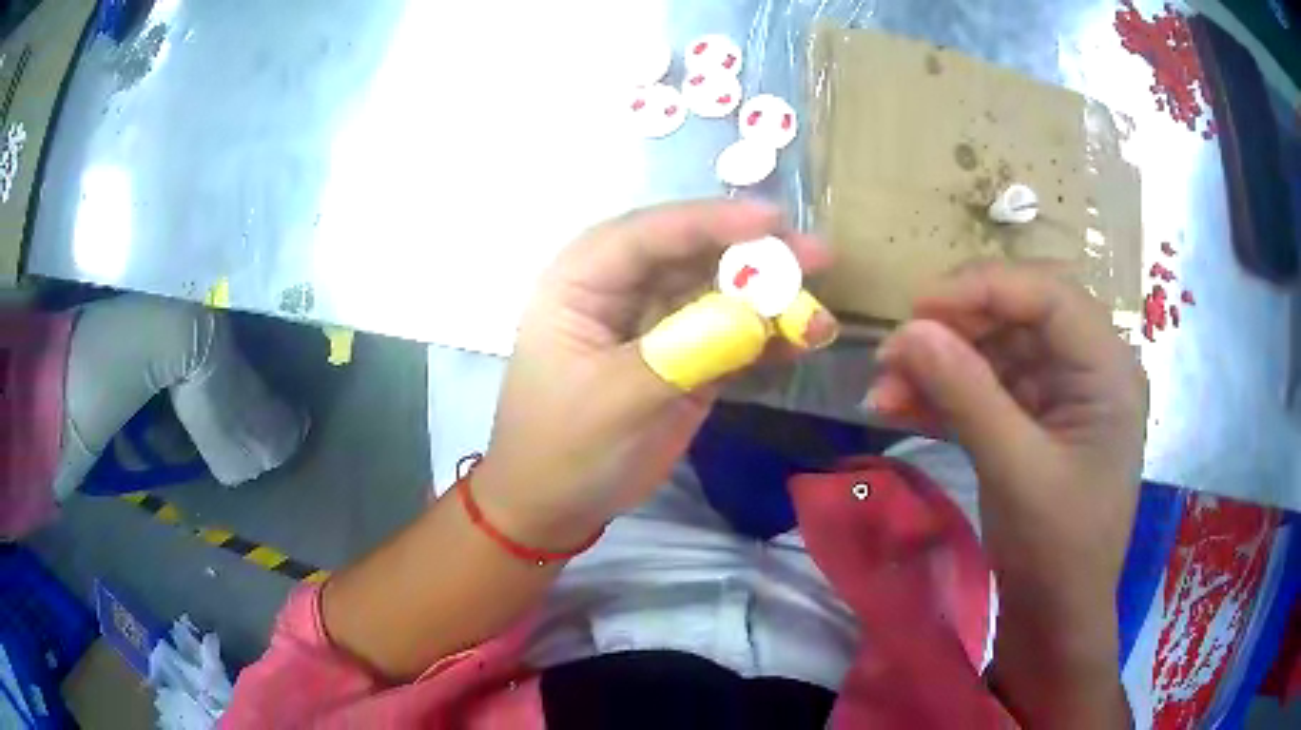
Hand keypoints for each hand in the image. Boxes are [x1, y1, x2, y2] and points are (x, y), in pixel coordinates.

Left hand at [475, 201, 836, 549]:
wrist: (556, 505)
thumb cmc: (564, 447)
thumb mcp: (616, 399)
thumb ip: (686, 351)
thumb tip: (757, 314)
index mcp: (583, 280)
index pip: (649, 234)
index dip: (711, 221)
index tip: (773, 221)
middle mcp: (622, 288)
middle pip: (694, 253)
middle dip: (755, 253)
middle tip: (817, 254)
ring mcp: (658, 323)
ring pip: (719, 291)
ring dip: (770, 297)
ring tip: (819, 312)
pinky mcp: (685, 357)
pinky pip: (731, 334)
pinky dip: (766, 337)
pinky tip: (802, 342)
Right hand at [867, 263, 1145, 670]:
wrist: (1056, 618)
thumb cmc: (1058, 550)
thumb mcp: (1016, 471)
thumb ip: (967, 395)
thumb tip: (907, 331)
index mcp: (1108, 369)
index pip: (1049, 295)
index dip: (983, 288)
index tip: (917, 309)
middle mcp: (1089, 368)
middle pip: (1019, 315)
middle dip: (954, 329)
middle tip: (895, 351)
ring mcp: (1061, 394)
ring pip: (995, 351)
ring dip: (939, 365)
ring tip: (883, 388)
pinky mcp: (1034, 421)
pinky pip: (987, 389)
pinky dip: (943, 396)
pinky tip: (898, 406)